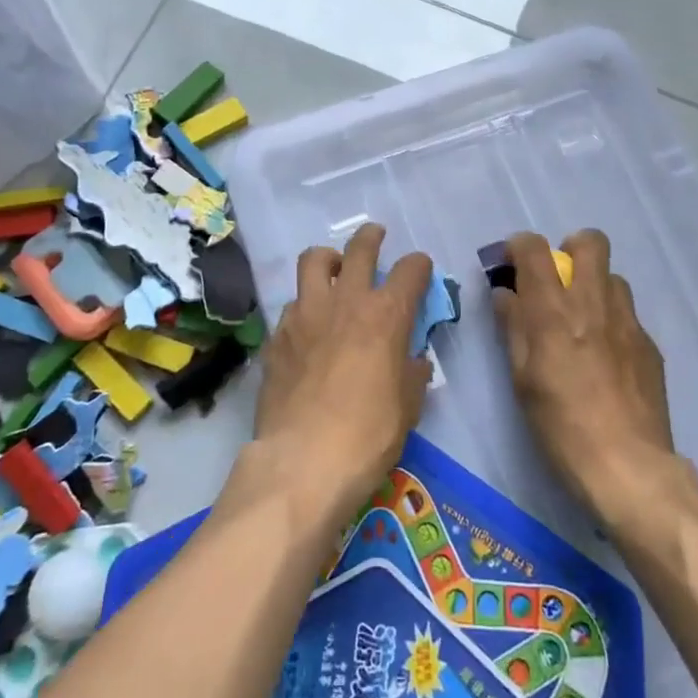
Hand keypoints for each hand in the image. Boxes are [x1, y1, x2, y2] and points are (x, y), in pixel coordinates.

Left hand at [251, 223, 433, 521]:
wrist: (303, 460)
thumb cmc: (368, 435)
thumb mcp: (408, 407)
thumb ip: (412, 373)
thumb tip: (414, 360)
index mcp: (386, 314)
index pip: (411, 270)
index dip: (420, 266)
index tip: (420, 271)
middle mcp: (346, 301)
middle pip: (360, 248)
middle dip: (371, 237)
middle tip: (375, 237)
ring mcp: (305, 313)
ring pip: (314, 261)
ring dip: (329, 259)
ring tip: (333, 269)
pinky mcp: (277, 334)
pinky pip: (292, 304)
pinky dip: (304, 305)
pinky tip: (307, 327)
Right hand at [492, 230, 682, 522]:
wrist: (628, 467)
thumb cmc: (561, 425)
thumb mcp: (521, 378)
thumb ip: (513, 327)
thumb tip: (506, 294)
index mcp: (553, 310)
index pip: (534, 248)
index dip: (519, 247)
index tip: (511, 265)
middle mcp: (593, 303)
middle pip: (589, 242)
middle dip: (569, 250)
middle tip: (557, 284)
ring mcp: (628, 322)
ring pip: (613, 277)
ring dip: (593, 287)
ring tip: (582, 323)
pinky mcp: (650, 345)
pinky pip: (627, 315)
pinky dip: (611, 321)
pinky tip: (605, 359)